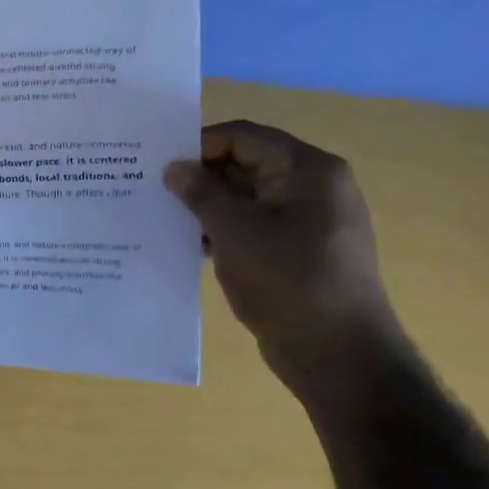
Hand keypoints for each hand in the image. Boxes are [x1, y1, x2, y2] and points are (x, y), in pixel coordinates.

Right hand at [163, 121, 403, 393]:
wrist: (337, 351)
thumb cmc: (287, 280)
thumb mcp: (234, 231)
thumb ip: (201, 193)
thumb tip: (173, 168)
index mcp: (308, 171)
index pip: (243, 137)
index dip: (198, 145)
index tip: (156, 165)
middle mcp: (312, 187)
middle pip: (245, 164)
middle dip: (199, 176)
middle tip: (150, 190)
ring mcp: (307, 221)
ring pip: (245, 197)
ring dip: (206, 205)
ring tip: (162, 217)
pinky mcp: (297, 250)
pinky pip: (252, 225)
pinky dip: (221, 228)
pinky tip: (189, 244)